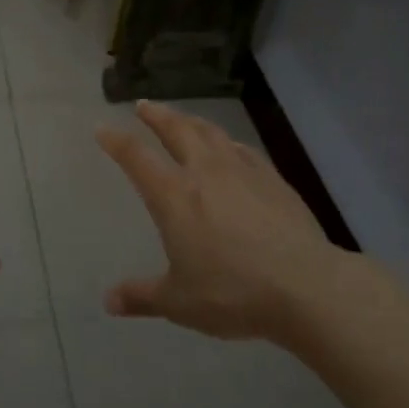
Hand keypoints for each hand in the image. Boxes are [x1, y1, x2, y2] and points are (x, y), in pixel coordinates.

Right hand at [96, 101, 346, 340]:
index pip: (136, 158)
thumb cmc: (232, 293)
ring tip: (183, 117)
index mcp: (174, 197)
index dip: (117, 142)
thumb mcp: (179, 302)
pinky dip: (228, 142)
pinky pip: (243, 150)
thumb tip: (109, 302)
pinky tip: (230, 147)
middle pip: (176, 131)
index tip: (103, 129)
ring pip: (211, 133)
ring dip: (191, 121)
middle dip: (156, 116)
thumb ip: (142, 297)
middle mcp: (205, 173)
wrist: (305, 286)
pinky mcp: (273, 180)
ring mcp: (242, 172)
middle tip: (144, 105)